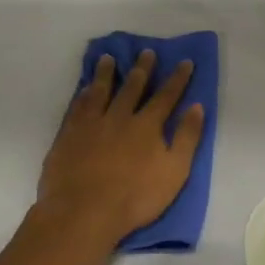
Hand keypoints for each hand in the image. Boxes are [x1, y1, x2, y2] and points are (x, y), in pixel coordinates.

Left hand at [37, 51, 204, 250]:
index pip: (166, 96)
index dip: (177, 79)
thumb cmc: (135, 197)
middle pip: (132, 87)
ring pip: (100, 91)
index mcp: (147, 126)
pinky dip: (83, 95)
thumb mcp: (174, 171)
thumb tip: (196, 106)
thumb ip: (186, 138)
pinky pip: (77, 107)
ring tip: (107, 58)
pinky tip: (84, 89)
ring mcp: (91, 125)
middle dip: (142, 69)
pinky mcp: (68, 136)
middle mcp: (119, 117)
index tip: (185, 62)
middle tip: (146, 52)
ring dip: (106, 74)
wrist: (83, 212)